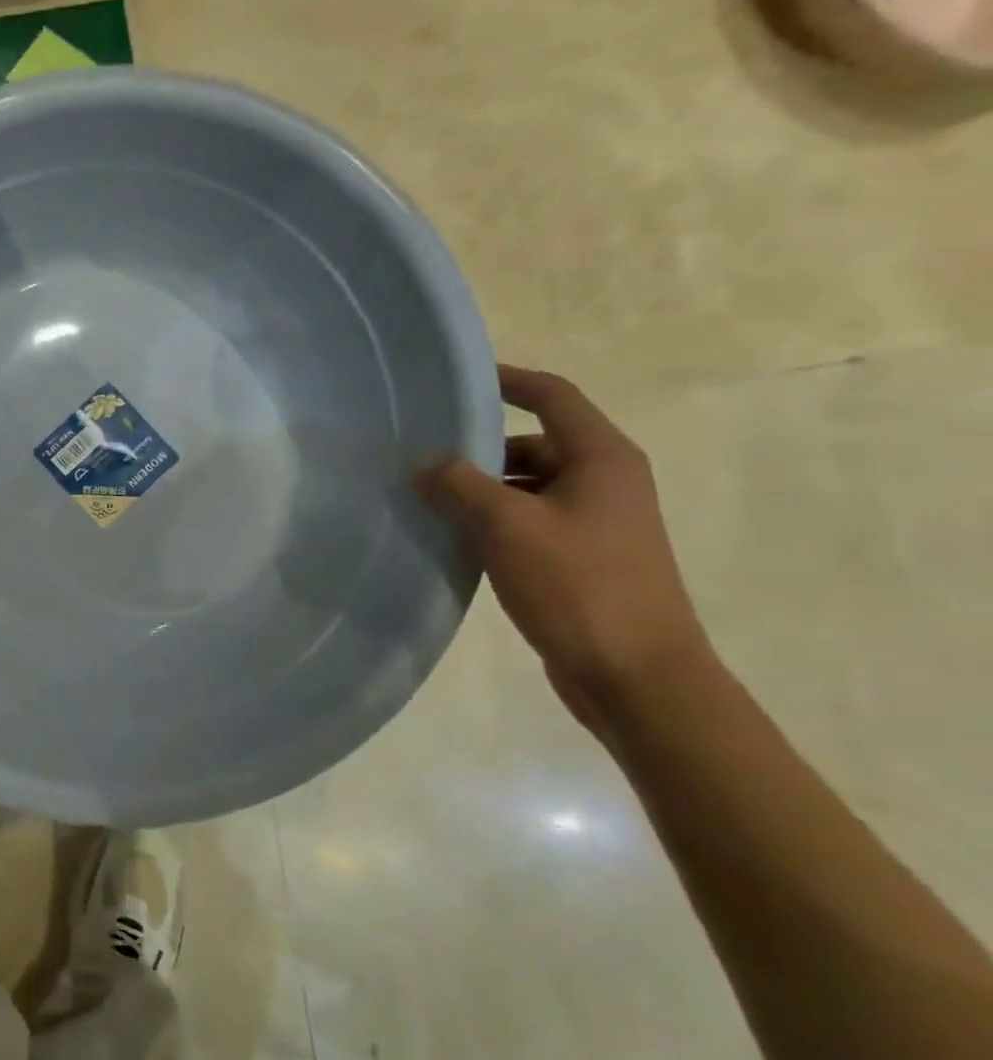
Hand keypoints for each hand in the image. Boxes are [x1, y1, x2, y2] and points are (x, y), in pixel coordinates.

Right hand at [422, 367, 714, 734]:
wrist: (639, 678)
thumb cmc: (579, 586)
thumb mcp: (507, 526)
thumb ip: (458, 484)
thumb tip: (421, 463)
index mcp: (600, 457)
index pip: (551, 395)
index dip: (505, 380)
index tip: (454, 381)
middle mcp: (604, 480)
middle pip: (532, 442)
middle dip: (478, 448)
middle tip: (421, 455)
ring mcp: (596, 521)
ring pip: (526, 485)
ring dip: (480, 488)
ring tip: (426, 499)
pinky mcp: (583, 557)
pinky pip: (528, 520)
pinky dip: (492, 520)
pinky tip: (453, 538)